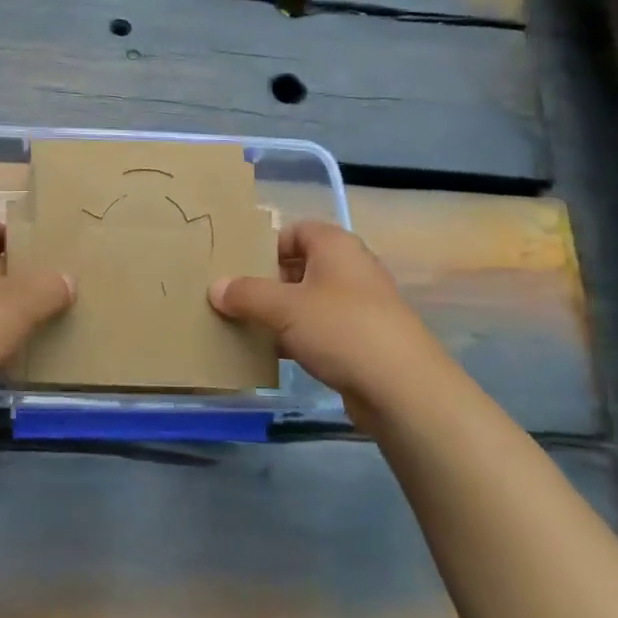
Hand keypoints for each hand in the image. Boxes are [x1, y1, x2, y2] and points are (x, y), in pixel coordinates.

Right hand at [209, 221, 452, 419]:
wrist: (402, 387)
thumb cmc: (340, 329)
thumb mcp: (283, 307)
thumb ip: (245, 294)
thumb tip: (215, 287)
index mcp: (335, 246)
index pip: (294, 231)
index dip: (265, 245)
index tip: (236, 266)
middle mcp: (350, 268)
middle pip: (299, 266)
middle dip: (266, 281)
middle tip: (232, 298)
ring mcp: (359, 305)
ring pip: (308, 300)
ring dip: (279, 313)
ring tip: (244, 326)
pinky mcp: (362, 340)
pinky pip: (320, 330)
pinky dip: (297, 337)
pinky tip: (272, 354)